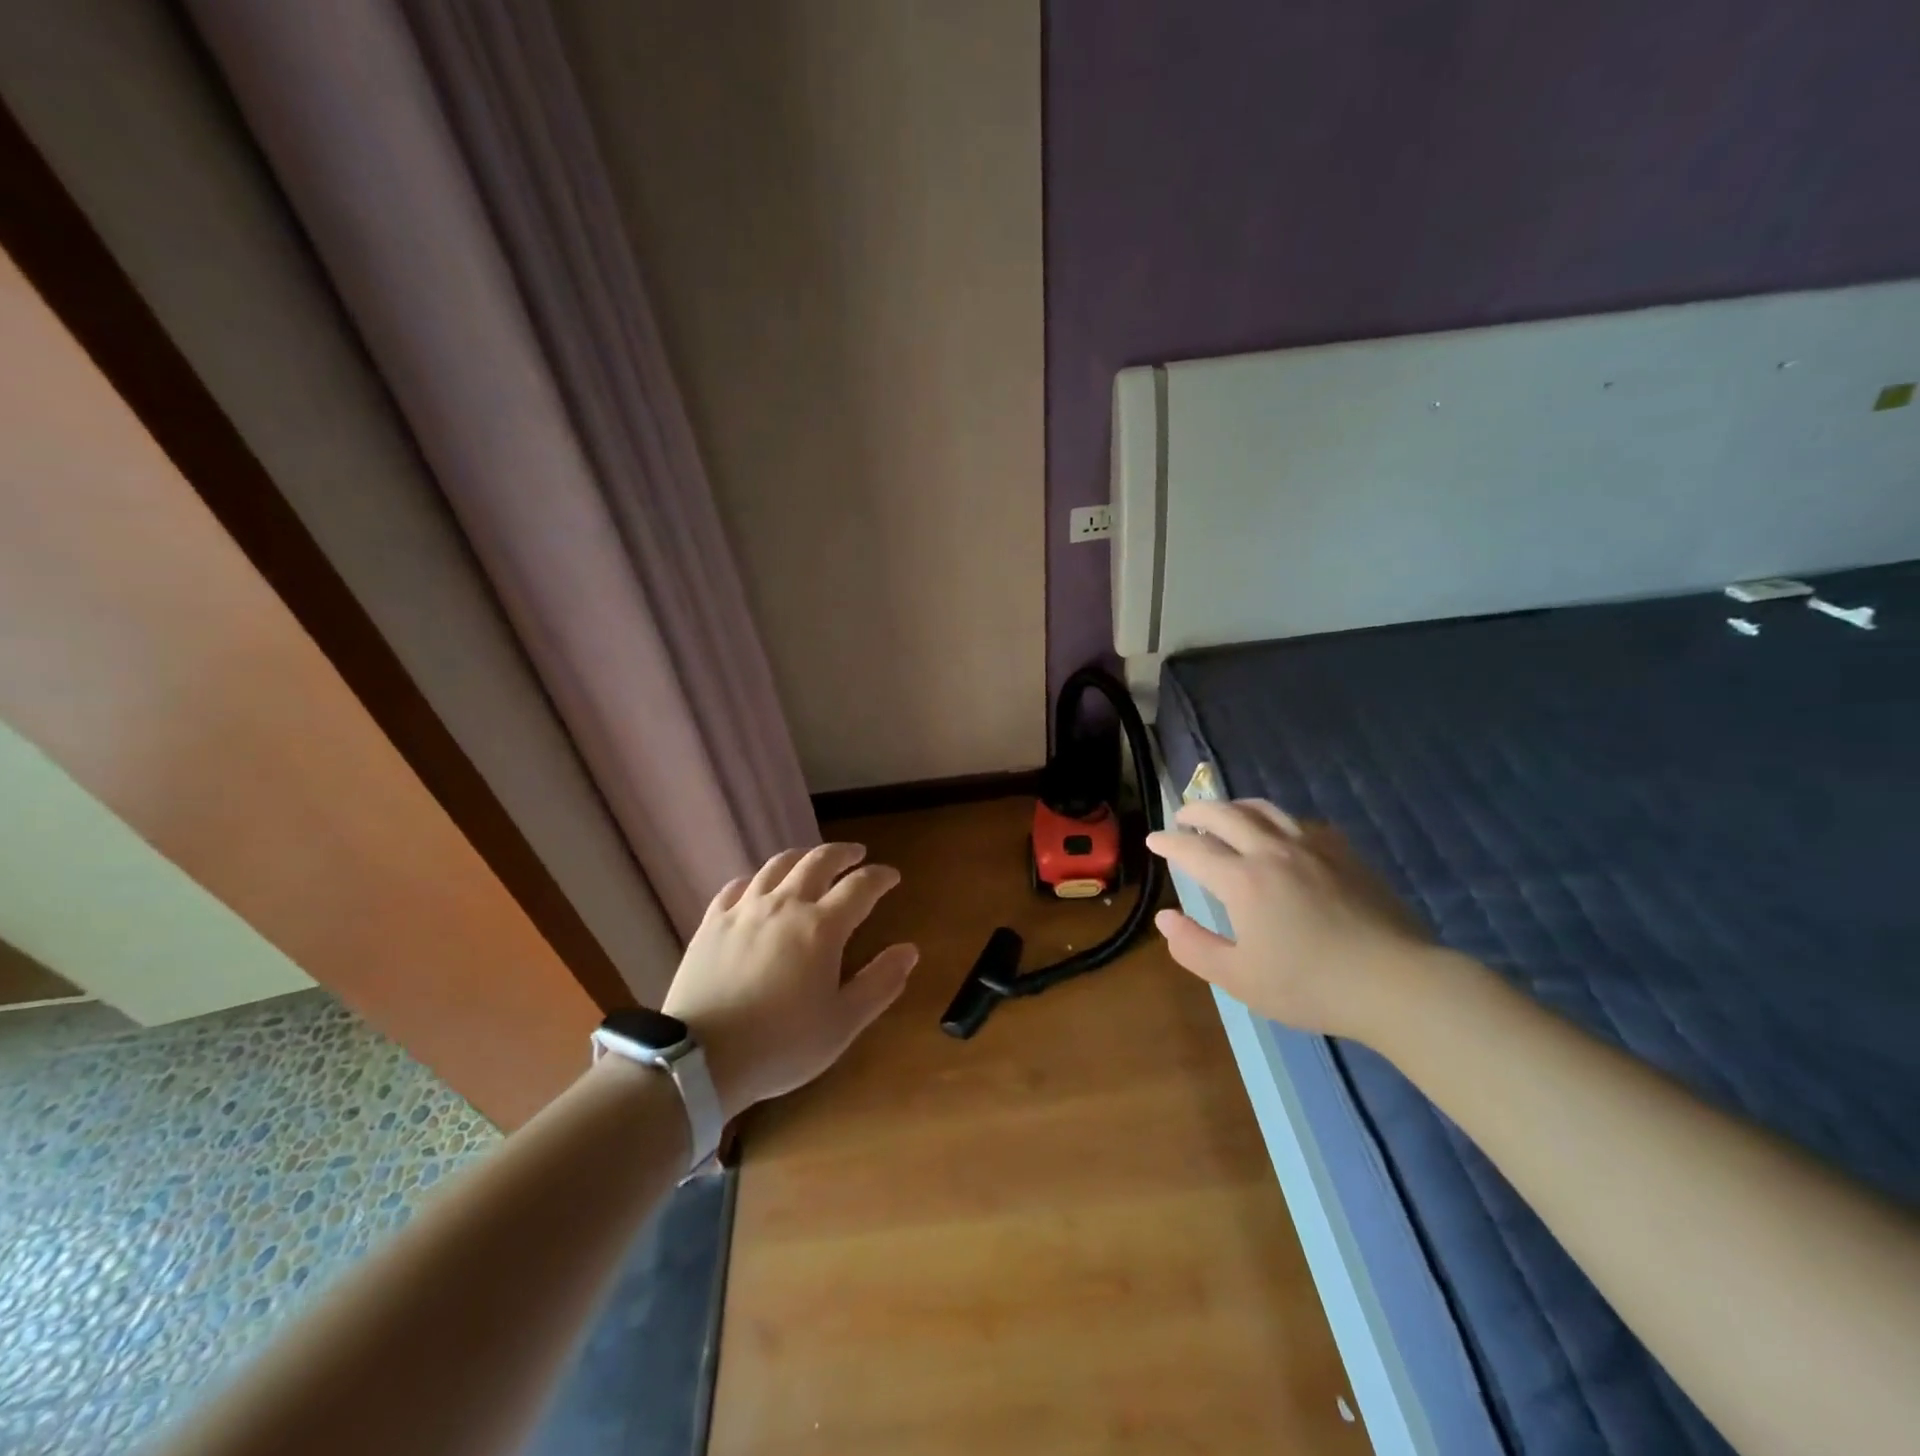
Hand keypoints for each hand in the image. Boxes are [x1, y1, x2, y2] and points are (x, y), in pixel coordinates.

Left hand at [662, 843, 917, 1119]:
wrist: (701, 1059)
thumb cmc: (781, 1045)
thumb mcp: (843, 1023)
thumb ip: (880, 983)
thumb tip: (909, 950)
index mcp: (822, 927)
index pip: (860, 886)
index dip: (880, 876)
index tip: (892, 876)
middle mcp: (785, 905)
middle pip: (818, 861)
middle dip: (843, 853)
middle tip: (856, 854)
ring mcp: (744, 910)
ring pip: (777, 865)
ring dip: (802, 857)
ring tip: (812, 861)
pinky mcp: (712, 922)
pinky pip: (737, 886)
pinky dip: (757, 879)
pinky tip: (759, 886)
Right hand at [1146, 799, 1437, 1041]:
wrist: (1396, 983)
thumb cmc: (1310, 985)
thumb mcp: (1239, 978)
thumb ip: (1194, 947)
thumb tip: (1165, 918)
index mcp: (1242, 880)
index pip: (1193, 849)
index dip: (1169, 842)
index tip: (1153, 839)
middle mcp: (1273, 851)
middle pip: (1226, 814)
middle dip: (1197, 811)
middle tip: (1183, 817)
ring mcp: (1313, 847)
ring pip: (1265, 809)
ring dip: (1235, 807)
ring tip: (1225, 815)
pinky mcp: (1345, 853)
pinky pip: (1301, 822)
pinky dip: (1276, 820)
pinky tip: (1280, 834)